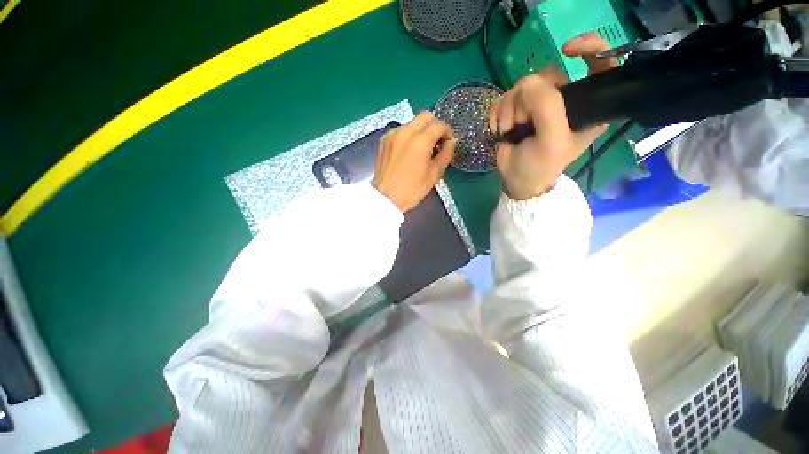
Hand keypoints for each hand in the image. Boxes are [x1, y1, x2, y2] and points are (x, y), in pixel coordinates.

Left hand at [373, 112, 456, 212]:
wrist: (386, 197)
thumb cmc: (413, 189)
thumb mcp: (434, 174)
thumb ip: (446, 154)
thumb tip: (451, 142)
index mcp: (420, 141)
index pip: (439, 125)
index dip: (447, 132)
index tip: (448, 143)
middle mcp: (406, 131)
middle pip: (425, 116)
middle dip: (435, 125)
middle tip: (437, 141)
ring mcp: (393, 134)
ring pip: (413, 122)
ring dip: (421, 130)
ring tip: (422, 148)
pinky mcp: (385, 139)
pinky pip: (402, 130)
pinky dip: (409, 135)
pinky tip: (409, 150)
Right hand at [488, 33, 618, 199]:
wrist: (517, 180)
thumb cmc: (541, 165)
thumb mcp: (551, 140)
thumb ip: (546, 107)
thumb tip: (527, 84)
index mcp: (587, 105)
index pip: (601, 62)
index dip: (589, 47)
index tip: (568, 50)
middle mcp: (564, 99)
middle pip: (548, 74)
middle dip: (528, 97)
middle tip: (521, 121)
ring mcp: (538, 104)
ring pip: (522, 86)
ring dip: (509, 108)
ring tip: (508, 129)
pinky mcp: (517, 110)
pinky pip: (505, 97)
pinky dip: (498, 112)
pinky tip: (498, 128)